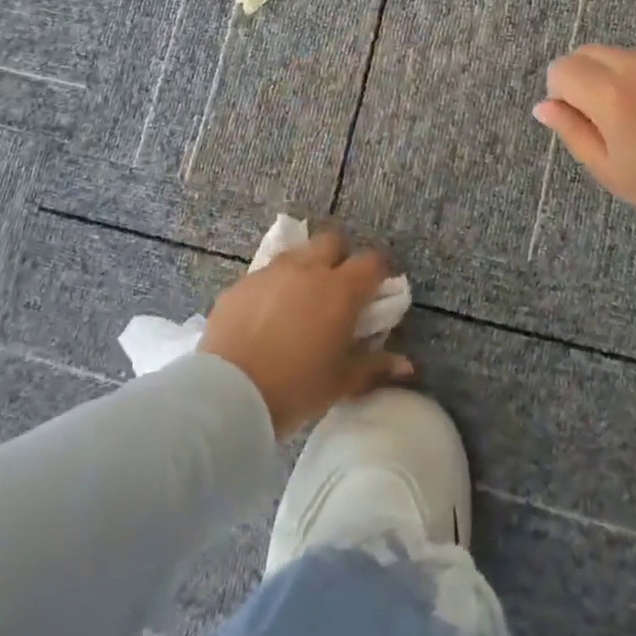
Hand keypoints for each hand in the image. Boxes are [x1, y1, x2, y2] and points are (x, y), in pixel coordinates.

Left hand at [198, 228, 412, 437]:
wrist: (228, 394)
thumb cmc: (295, 388)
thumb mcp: (341, 382)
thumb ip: (375, 367)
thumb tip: (406, 366)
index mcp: (340, 289)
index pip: (372, 261)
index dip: (378, 272)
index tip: (376, 291)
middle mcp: (308, 269)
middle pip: (332, 241)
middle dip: (339, 257)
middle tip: (336, 290)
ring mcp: (271, 272)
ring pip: (296, 254)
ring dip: (304, 268)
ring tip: (299, 301)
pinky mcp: (241, 284)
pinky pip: (264, 275)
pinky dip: (272, 287)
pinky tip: (265, 316)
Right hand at [534, 46, 635, 257]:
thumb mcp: (611, 170)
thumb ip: (572, 132)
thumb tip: (544, 106)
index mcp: (610, 94)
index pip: (562, 69)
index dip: (561, 94)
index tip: (581, 121)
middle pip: (589, 53)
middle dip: (585, 79)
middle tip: (607, 121)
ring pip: (626, 57)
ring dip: (621, 79)